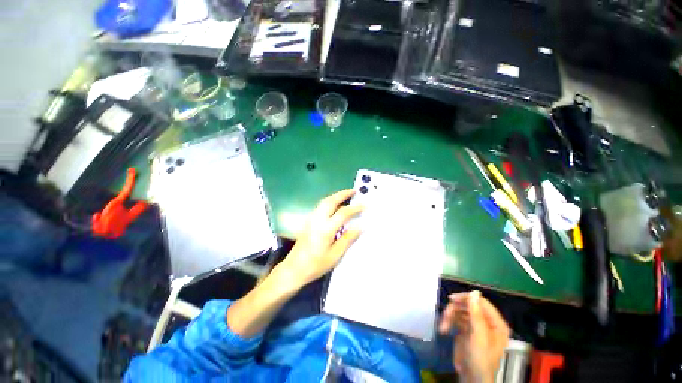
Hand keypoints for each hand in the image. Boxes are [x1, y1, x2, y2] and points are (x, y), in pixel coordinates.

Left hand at [281, 189, 362, 286]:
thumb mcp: (335, 255)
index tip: (364, 205)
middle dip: (342, 194)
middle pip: (330, 201)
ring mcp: (311, 219)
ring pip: (324, 202)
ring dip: (335, 196)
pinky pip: (320, 207)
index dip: (355, 208)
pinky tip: (334, 206)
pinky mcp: (308, 222)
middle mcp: (317, 220)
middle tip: (353, 190)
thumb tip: (360, 227)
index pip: (343, 213)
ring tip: (345, 195)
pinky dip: (329, 202)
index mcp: (325, 229)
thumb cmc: (315, 265)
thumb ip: (347, 239)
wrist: (293, 269)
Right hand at [438, 291, 509, 382]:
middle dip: (455, 309)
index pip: (481, 302)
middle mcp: (486, 322)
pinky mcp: (464, 330)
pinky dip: (448, 322)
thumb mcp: (478, 336)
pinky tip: (443, 329)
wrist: (470, 377)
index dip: (467, 298)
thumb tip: (473, 293)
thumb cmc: (479, 358)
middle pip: (468, 305)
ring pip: (459, 311)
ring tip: (443, 326)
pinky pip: (455, 319)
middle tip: (445, 315)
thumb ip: (476, 314)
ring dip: (449, 316)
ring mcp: (474, 326)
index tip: (452, 299)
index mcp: (495, 323)